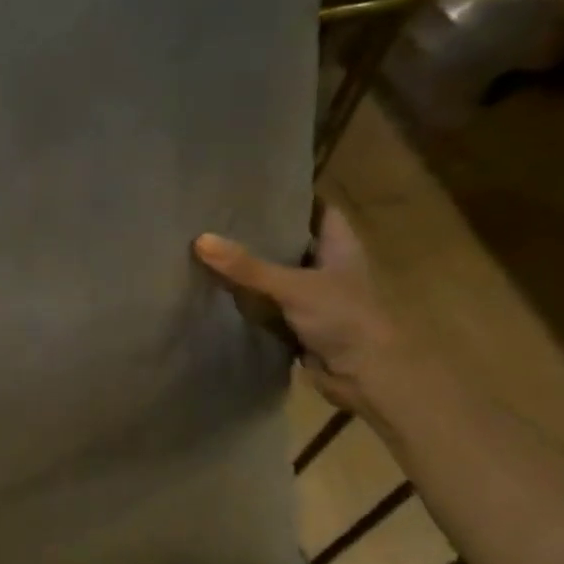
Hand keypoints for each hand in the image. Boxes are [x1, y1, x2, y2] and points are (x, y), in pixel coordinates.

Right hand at [194, 206, 415, 416]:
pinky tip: (219, 289)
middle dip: (260, 232)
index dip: (290, 197)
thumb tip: (200, 240)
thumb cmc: (342, 317)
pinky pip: (269, 303)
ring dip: (251, 267)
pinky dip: (249, 299)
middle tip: (220, 217)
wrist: (363, 374)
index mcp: (339, 244)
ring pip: (277, 274)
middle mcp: (327, 265)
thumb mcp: (293, 286)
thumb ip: (247, 267)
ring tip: (211, 246)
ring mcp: (314, 295)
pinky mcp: (299, 322)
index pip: (316, 208)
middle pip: (291, 240)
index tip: (254, 189)